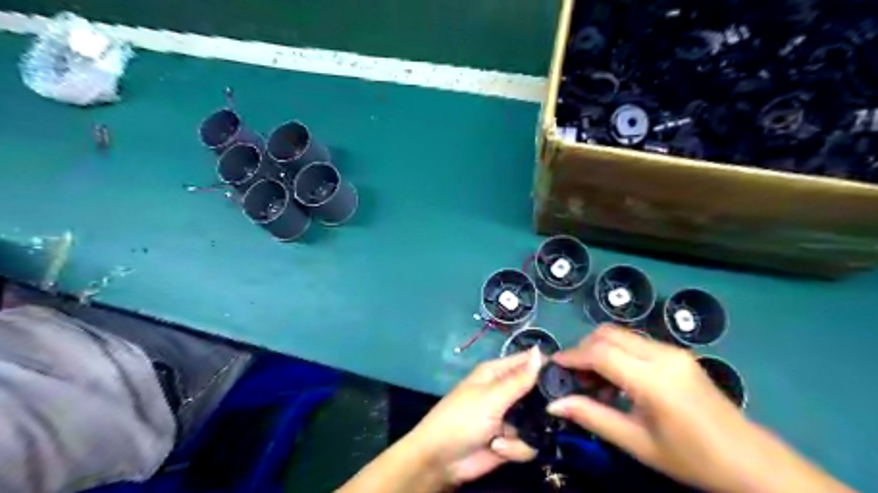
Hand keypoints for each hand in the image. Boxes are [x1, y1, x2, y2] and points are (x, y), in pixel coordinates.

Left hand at [408, 346, 546, 488]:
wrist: (442, 460)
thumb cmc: (462, 419)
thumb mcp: (491, 397)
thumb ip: (519, 379)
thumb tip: (539, 351)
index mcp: (497, 373)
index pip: (529, 362)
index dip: (548, 366)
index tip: (570, 376)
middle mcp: (506, 392)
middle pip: (539, 394)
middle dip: (543, 407)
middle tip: (548, 415)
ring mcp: (510, 418)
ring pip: (538, 422)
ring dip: (523, 435)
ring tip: (503, 437)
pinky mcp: (511, 441)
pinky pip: (529, 443)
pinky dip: (515, 449)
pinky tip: (497, 449)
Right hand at [546, 325, 835, 491]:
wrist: (752, 463)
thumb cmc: (692, 458)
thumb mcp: (637, 443)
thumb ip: (592, 417)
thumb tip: (554, 404)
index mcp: (653, 379)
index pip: (600, 353)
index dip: (572, 356)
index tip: (554, 367)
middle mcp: (662, 355)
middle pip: (608, 334)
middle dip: (583, 349)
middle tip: (573, 376)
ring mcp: (673, 351)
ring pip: (621, 335)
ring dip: (599, 349)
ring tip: (593, 381)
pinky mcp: (678, 354)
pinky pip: (636, 343)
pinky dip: (617, 353)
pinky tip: (616, 379)